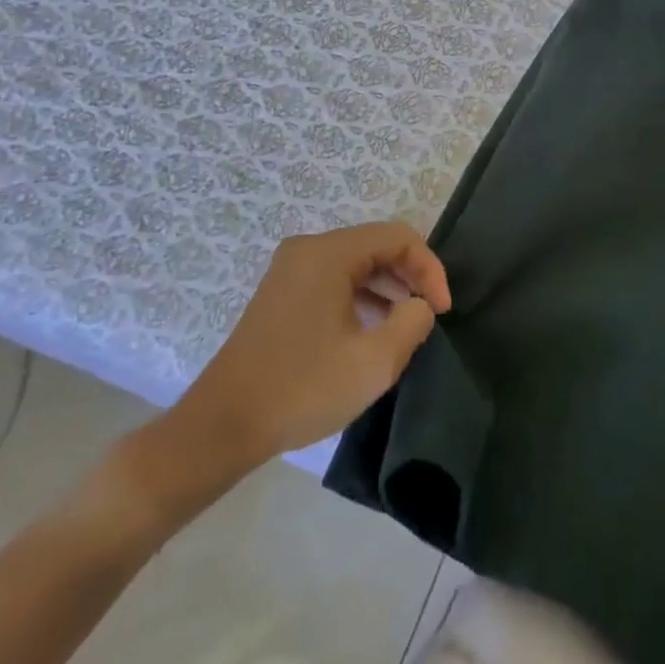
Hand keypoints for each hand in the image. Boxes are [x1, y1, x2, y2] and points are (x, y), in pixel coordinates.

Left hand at [103, 222, 450, 536]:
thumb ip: (412, 322)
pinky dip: (361, 296)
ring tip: (405, 326)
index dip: (430, 269)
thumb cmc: (302, 389)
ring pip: (356, 263)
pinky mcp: (281, 293)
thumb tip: (418, 305)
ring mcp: (290, 270)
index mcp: (329, 253)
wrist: (221, 427)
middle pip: (377, 245)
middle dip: (411, 276)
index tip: (443, 311)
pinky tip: (371, 330)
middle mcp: (308, 249)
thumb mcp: (374, 362)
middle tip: (429, 316)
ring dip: (388, 287)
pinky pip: (334, 279)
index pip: (399, 237)